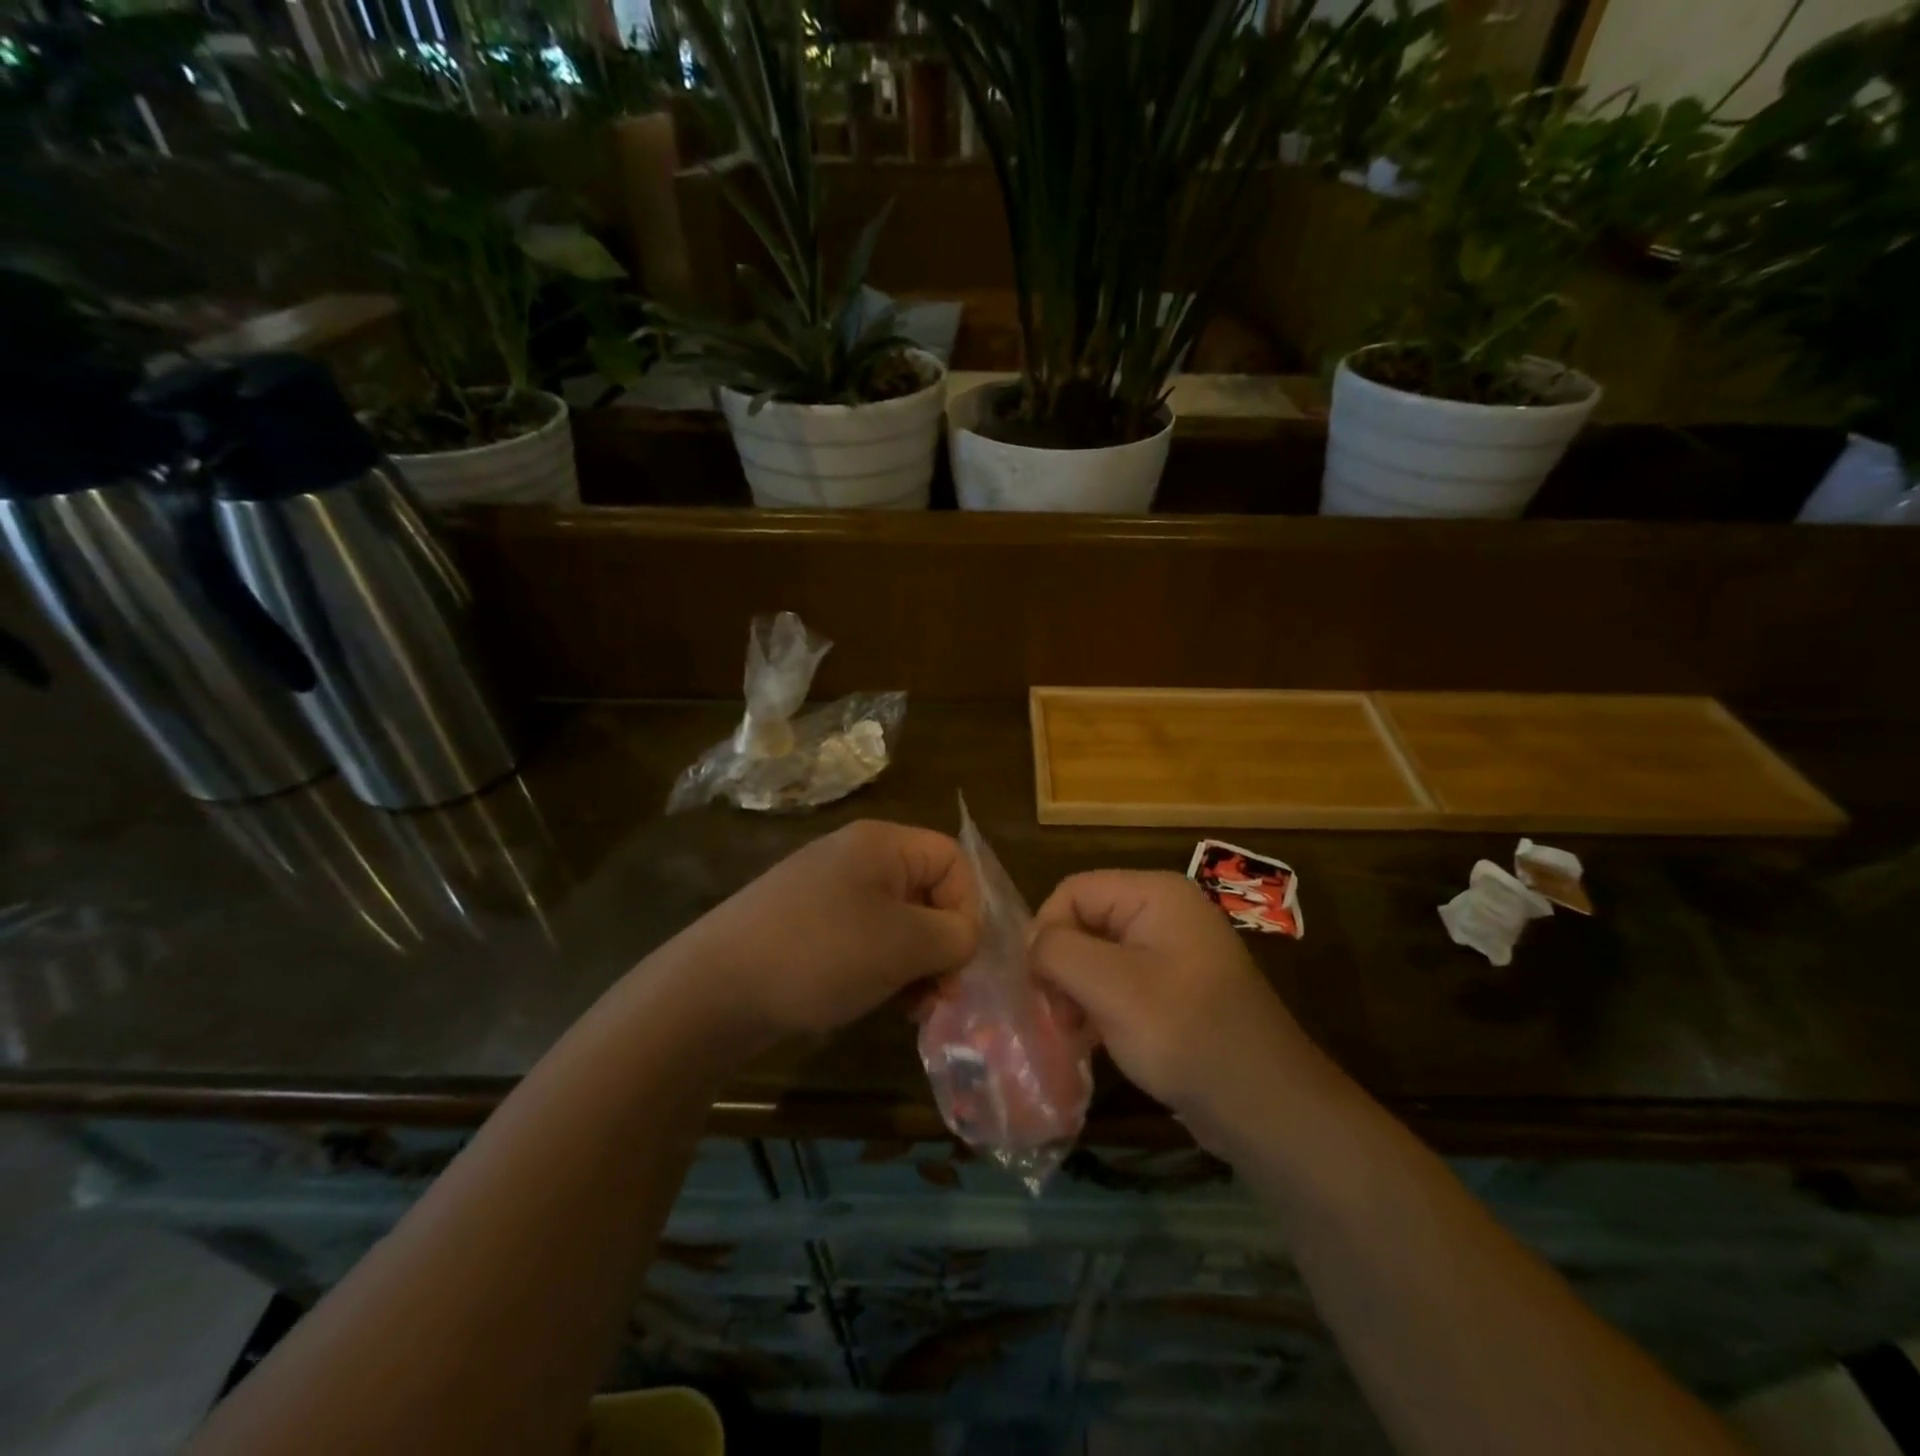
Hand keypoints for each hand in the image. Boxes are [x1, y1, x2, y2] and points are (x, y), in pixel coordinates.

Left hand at [674, 820, 979, 1046]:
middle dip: (941, 944)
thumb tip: (965, 938)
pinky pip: (866, 939)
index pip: (953, 859)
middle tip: (938, 994)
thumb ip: (953, 936)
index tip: (956, 957)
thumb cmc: (821, 953)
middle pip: (928, 892)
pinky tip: (876, 1002)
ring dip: (915, 964)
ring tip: (909, 1008)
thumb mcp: (902, 944)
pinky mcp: (809, 925)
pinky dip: (882, 969)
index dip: (967, 907)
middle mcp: (857, 857)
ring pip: (899, 922)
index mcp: (882, 844)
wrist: (714, 988)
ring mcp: (829, 891)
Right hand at [1030, 871, 1334, 1148]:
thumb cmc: (1185, 1034)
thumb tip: (1033, 947)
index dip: (1046, 932)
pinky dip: (1098, 1007)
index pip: (1073, 891)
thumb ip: (1058, 952)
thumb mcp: (1111, 986)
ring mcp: (1173, 951)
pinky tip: (1091, 1041)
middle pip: (1084, 921)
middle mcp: (1164, 912)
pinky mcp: (1175, 989)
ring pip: (1098, 956)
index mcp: (1155, 893)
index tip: (1037, 986)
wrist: (1266, 1107)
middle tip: (1054, 1016)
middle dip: (1061, 966)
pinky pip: (1120, 983)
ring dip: (1076, 992)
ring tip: (1071, 1034)